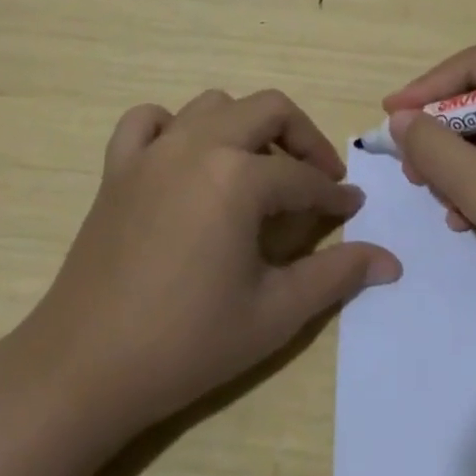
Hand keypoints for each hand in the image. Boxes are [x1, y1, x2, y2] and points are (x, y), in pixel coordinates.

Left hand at [16, 89, 401, 430]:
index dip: (334, 196)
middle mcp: (198, 145)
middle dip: (302, 138)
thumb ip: (336, 276)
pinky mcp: (118, 168)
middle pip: (267, 109)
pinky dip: (173, 126)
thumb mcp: (274, 313)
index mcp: (238, 177)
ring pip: (214, 106)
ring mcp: (153, 151)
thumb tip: (391, 261)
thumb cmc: (186, 342)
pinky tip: (186, 158)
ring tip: (257, 169)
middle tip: (317, 179)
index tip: (351, 210)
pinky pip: (147, 121)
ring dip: (245, 126)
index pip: (303, 177)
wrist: (84, 369)